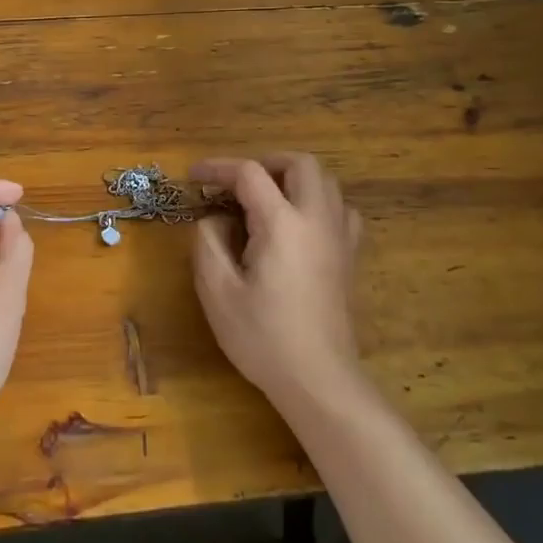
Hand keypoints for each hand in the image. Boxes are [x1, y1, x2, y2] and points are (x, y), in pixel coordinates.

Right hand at [191, 153, 363, 412]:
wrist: (319, 379)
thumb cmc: (263, 337)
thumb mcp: (217, 291)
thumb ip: (208, 242)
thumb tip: (214, 218)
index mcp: (282, 223)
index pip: (249, 174)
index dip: (217, 168)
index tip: (193, 176)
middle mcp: (317, 219)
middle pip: (300, 163)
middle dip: (265, 163)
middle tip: (235, 184)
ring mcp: (340, 236)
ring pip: (325, 182)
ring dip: (292, 179)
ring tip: (264, 201)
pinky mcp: (350, 256)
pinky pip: (340, 210)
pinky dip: (317, 203)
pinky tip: (298, 226)